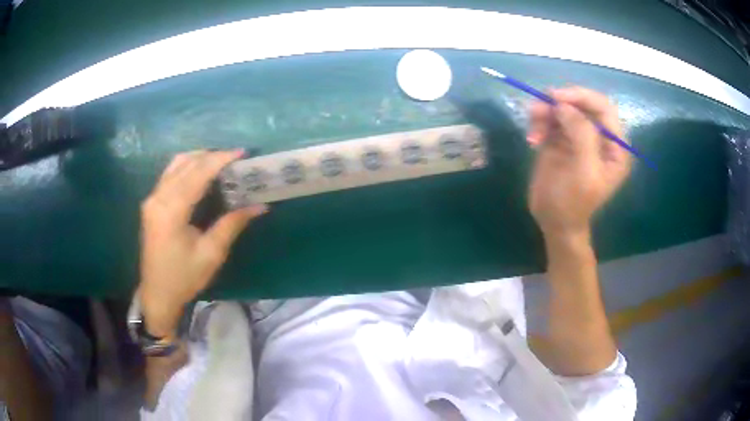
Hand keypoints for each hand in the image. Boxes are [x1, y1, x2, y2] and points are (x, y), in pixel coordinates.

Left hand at [139, 150, 266, 337]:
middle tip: (235, 158)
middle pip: (186, 163)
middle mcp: (158, 197)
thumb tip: (259, 205)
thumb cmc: (184, 278)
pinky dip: (187, 166)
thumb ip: (232, 224)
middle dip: (212, 156)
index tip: (241, 153)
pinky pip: (170, 173)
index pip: (197, 173)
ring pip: (176, 164)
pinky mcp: (151, 203)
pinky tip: (200, 172)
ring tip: (220, 162)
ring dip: (198, 158)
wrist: (157, 293)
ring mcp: (152, 198)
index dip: (220, 159)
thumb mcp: (211, 254)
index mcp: (171, 210)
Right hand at [527, 87, 630, 237]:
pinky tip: (532, 139)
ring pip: (563, 108)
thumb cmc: (574, 203)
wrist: (554, 222)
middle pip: (581, 104)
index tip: (556, 98)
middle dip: (560, 104)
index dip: (581, 97)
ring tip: (533, 131)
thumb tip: (563, 105)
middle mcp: (599, 137)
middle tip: (538, 110)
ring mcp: (579, 136)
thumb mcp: (584, 171)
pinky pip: (550, 119)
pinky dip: (539, 123)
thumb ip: (581, 135)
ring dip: (545, 113)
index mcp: (615, 146)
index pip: (603, 107)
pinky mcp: (561, 139)